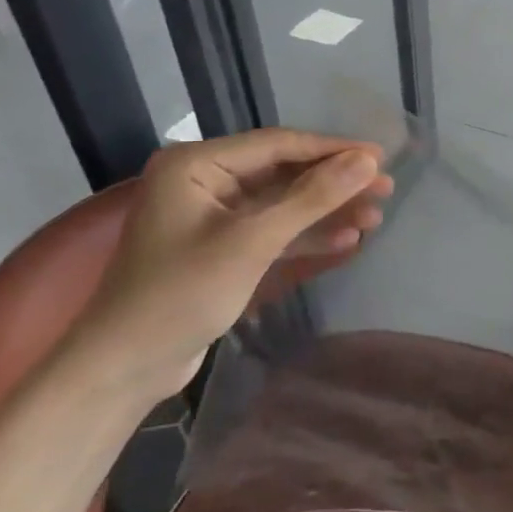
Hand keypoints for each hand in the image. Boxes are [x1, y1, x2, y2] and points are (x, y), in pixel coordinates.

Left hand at [71, 129, 394, 405]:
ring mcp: (214, 215)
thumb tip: (368, 161)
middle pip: (285, 171)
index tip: (381, 157)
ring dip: (328, 210)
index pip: (279, 144)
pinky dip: (307, 235)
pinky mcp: (223, 246)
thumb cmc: (182, 294)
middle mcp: (204, 180)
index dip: (334, 149)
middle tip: (386, 188)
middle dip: (335, 182)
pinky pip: (274, 229)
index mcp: (197, 164)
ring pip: (284, 202)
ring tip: (376, 215)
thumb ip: (312, 198)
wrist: (126, 367)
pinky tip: (347, 239)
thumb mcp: (253, 242)